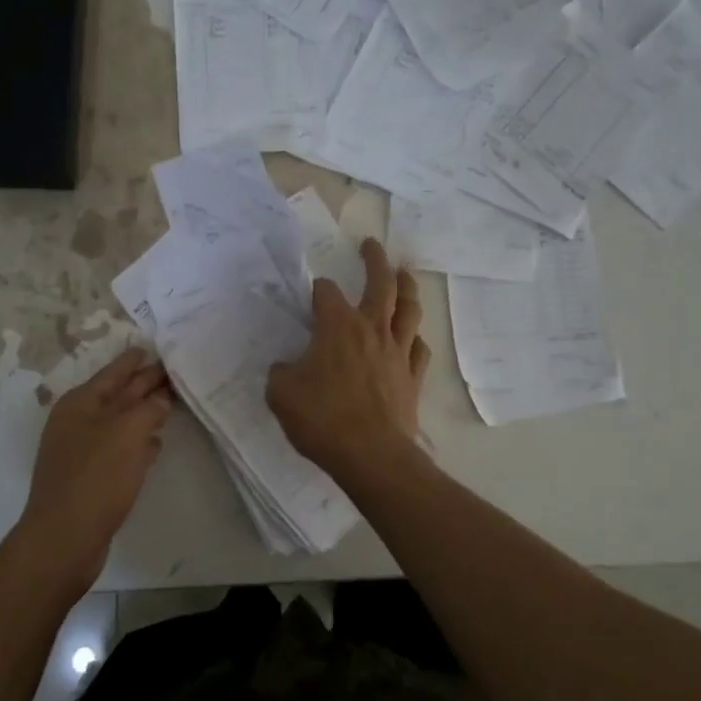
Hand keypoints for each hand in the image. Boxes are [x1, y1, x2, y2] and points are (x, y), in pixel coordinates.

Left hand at [11, 348, 173, 592]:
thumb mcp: (127, 433)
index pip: (114, 373)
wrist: (64, 539)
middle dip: (144, 383)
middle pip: (118, 395)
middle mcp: (79, 422)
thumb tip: (161, 398)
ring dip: (144, 413)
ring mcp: (83, 451)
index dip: (134, 361)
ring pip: (121, 422)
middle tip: (173, 373)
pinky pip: (121, 449)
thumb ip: (148, 408)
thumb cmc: (96, 478)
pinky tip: (157, 445)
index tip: (153, 348)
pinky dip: (139, 444)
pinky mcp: (92, 478)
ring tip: (171, 404)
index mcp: (81, 403)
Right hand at [267, 239, 430, 484]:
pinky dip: (414, 337)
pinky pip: (418, 348)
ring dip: (407, 287)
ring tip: (404, 274)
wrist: (371, 455)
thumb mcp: (281, 394)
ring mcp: (397, 352)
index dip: (318, 290)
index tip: (312, 294)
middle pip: (381, 284)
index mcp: (338, 327)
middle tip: (371, 245)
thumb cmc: (322, 419)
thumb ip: (281, 373)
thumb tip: (287, 367)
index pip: (327, 293)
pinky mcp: (412, 377)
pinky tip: (410, 337)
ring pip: (409, 309)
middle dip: (375, 260)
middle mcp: (372, 329)